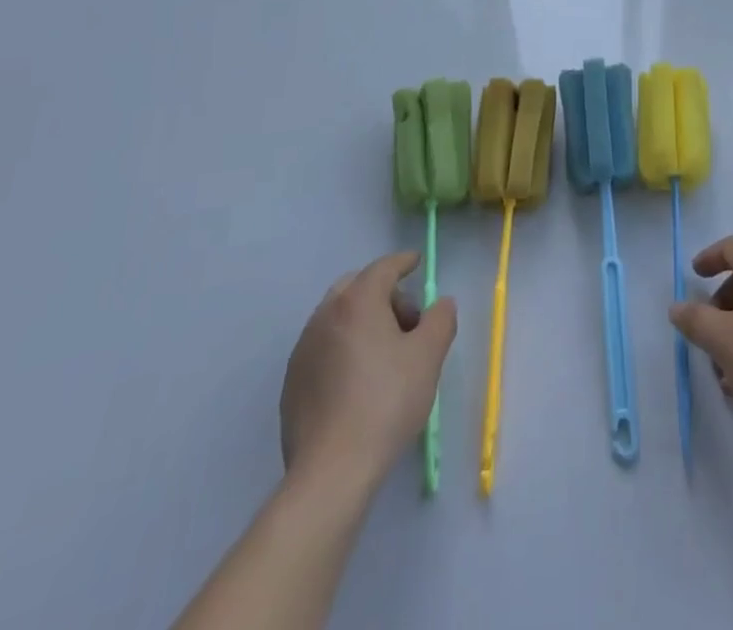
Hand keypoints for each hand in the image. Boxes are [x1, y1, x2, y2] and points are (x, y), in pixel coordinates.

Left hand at [279, 252, 456, 487]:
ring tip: (385, 353)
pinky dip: (343, 346)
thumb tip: (440, 304)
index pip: (383, 268)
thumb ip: (440, 319)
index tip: (416, 262)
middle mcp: (325, 316)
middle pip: (356, 287)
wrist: (331, 471)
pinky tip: (358, 379)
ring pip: (337, 316)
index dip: (403, 262)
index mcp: (357, 302)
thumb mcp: (428, 357)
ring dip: (362, 320)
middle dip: (382, 293)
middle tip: (407, 320)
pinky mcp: (292, 381)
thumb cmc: (386, 403)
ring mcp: (303, 349)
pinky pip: (323, 346)